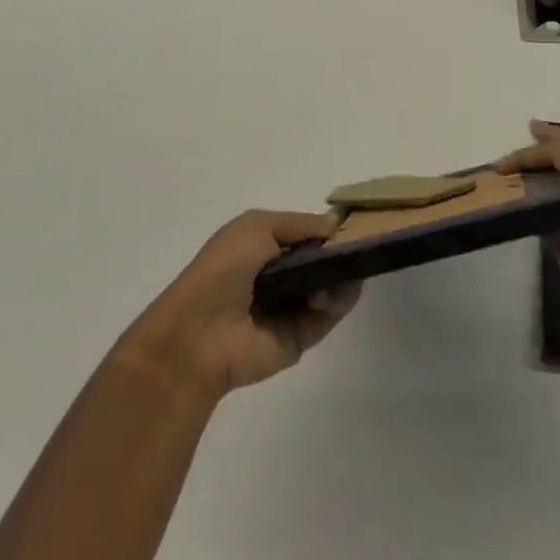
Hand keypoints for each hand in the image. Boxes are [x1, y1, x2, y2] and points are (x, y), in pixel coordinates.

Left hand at [117, 210, 361, 403]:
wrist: (199, 335)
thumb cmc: (223, 270)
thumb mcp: (257, 227)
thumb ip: (300, 223)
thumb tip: (336, 225)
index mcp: (264, 248)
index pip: (306, 235)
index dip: (329, 228)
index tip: (356, 221)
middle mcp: (280, 276)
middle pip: (323, 260)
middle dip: (341, 251)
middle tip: (359, 246)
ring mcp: (292, 308)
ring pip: (331, 286)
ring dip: (342, 275)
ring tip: (343, 271)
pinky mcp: (301, 338)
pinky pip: (330, 315)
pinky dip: (341, 301)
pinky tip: (342, 289)